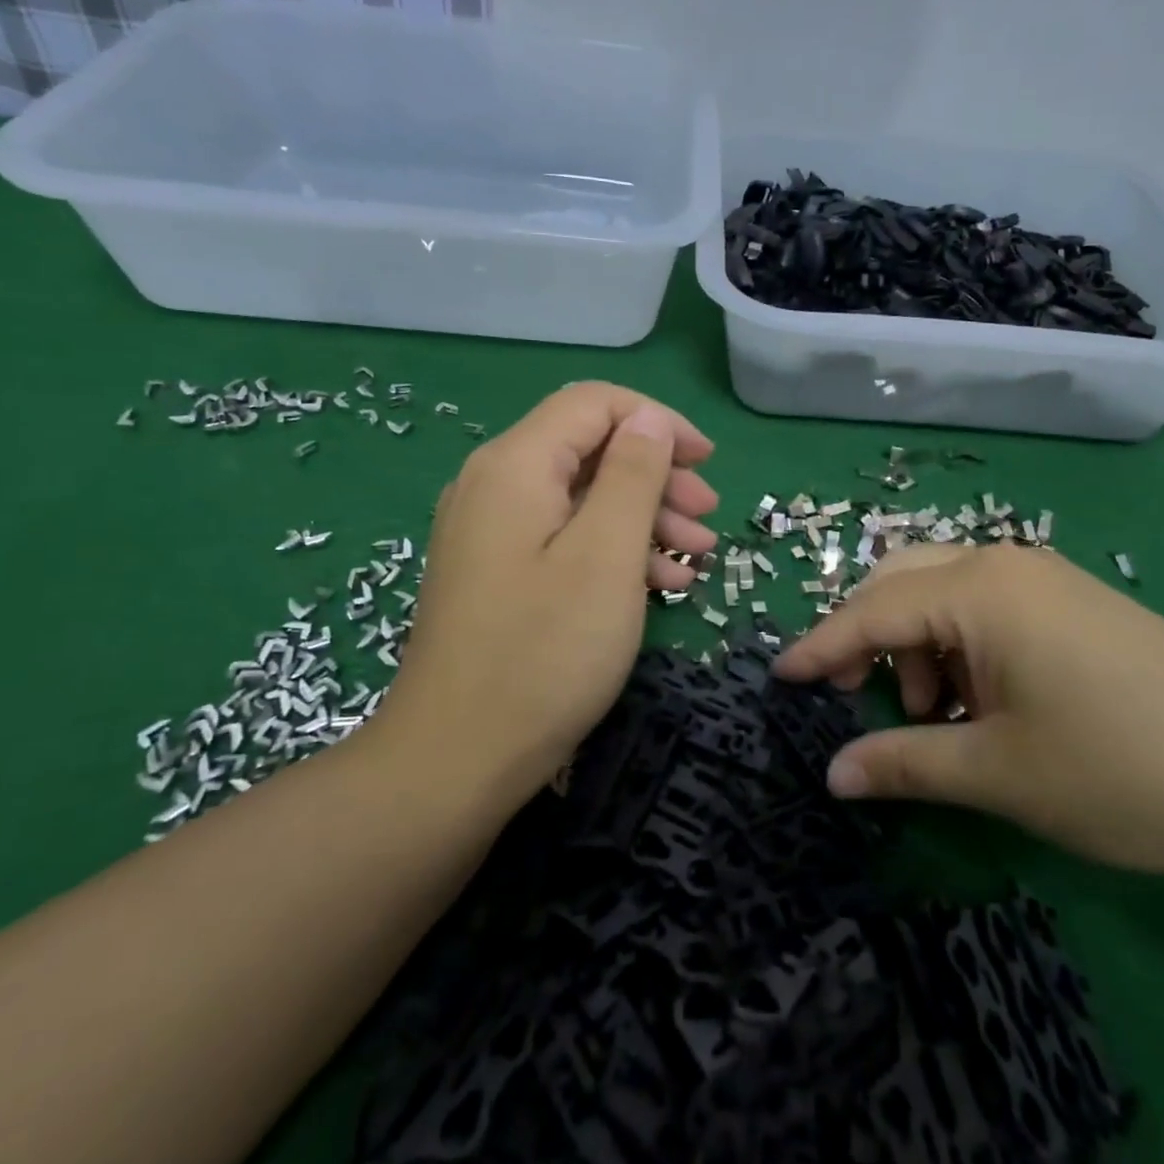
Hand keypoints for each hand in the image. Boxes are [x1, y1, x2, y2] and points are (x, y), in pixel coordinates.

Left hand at [377, 382, 717, 800]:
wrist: (455, 759)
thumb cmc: (544, 652)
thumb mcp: (606, 555)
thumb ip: (632, 474)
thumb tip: (648, 418)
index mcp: (516, 465)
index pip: (594, 403)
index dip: (658, 421)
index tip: (706, 463)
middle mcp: (495, 484)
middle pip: (590, 450)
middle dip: (657, 475)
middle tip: (708, 517)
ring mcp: (491, 531)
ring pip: (582, 497)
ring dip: (644, 518)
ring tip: (698, 556)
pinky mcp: (497, 572)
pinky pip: (563, 538)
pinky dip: (613, 550)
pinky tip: (660, 584)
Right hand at [774, 543, 1163, 881]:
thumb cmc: (1123, 769)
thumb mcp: (998, 772)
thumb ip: (903, 763)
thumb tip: (831, 774)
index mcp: (978, 588)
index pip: (870, 610)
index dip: (819, 648)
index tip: (777, 678)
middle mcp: (1005, 564)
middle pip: (901, 583)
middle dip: (868, 638)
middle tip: (858, 700)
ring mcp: (1046, 581)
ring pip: (944, 594)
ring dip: (918, 648)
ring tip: (938, 720)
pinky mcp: (1076, 605)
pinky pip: (988, 610)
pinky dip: (961, 649)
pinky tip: (984, 704)